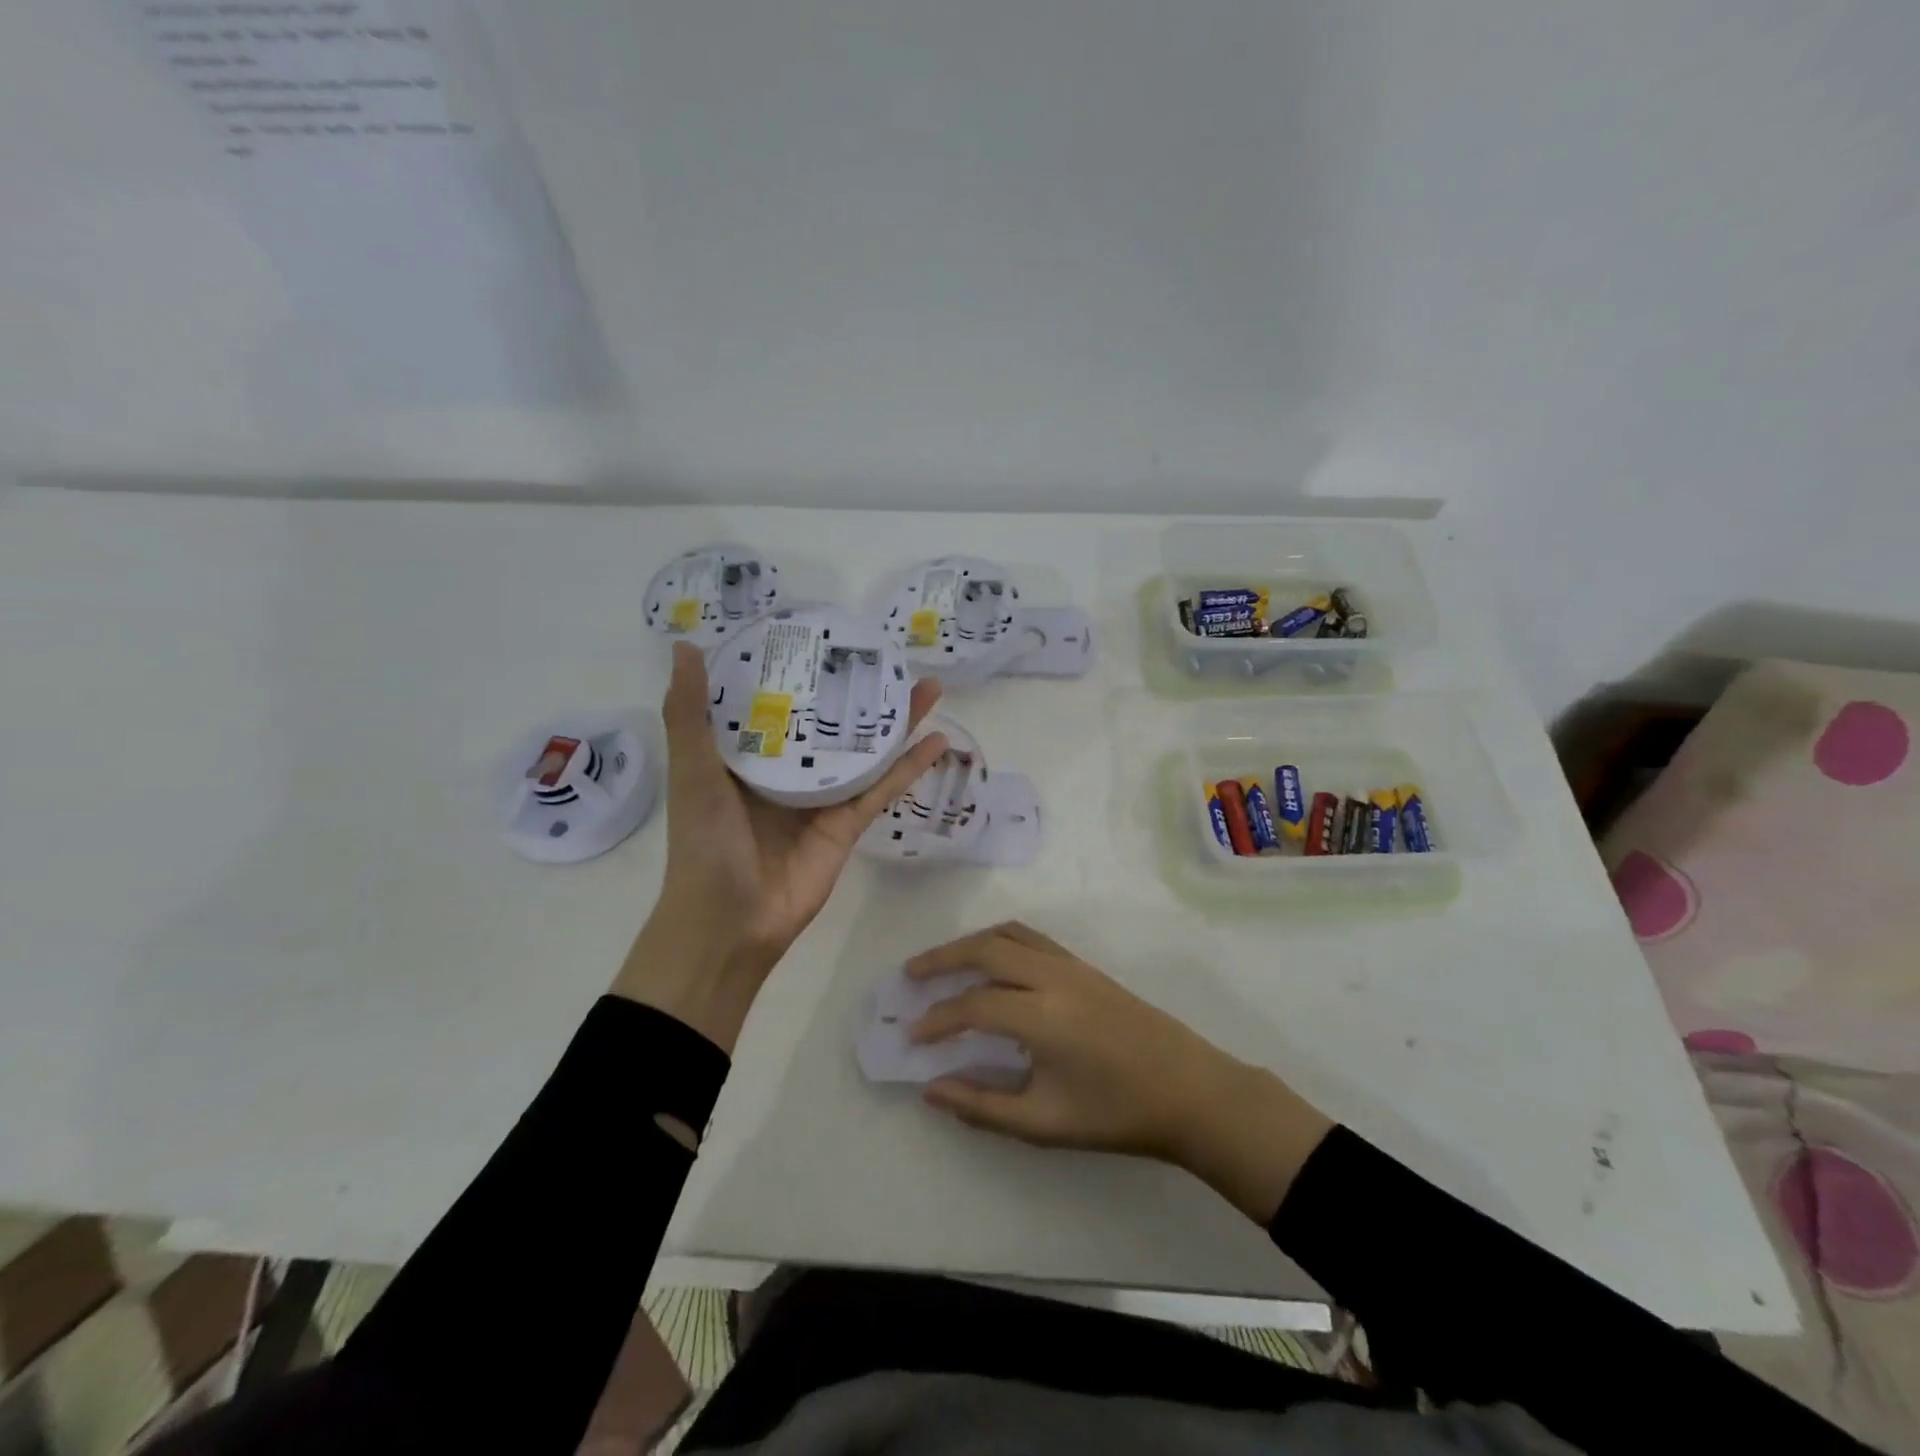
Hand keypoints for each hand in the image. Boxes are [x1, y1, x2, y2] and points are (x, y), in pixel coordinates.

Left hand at [615, 641, 947, 1049]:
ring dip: (894, 721)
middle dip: (856, 691)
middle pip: (828, 722)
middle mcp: (787, 771)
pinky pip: (882, 788)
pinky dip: (909, 766)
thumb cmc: (705, 842)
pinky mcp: (848, 824)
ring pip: (863, 750)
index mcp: (746, 755)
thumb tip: (686, 647)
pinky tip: (937, 739)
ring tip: (925, 686)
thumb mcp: (693, 771)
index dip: (797, 669)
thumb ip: (689, 714)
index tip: (820, 634)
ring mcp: (821, 798)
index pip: (775, 701)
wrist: (730, 922)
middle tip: (887, 656)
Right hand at [908, 922, 1333, 1222]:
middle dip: (942, 958)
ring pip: (1010, 934)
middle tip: (910, 975)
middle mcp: (1053, 977)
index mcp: (1042, 1016)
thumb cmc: (1117, 1114)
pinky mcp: (1086, 966)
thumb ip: (982, 1106)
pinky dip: (1001, 940)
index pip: (972, 1006)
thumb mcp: (1045, 1124)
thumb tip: (931, 1089)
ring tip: (943, 962)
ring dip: (971, 943)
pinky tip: (992, 963)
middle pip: (985, 948)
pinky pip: (1033, 937)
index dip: (937, 1019)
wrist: (1191, 1091)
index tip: (912, 1035)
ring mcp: (1072, 965)